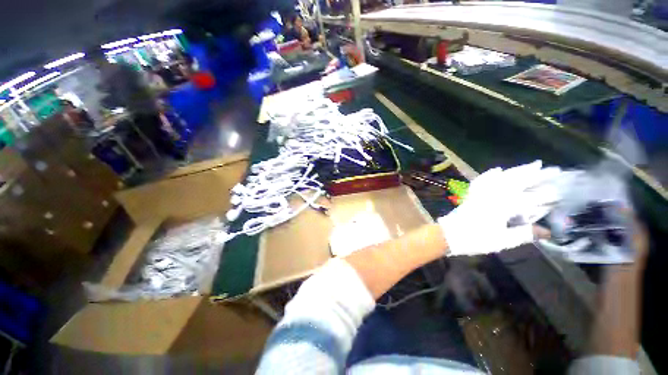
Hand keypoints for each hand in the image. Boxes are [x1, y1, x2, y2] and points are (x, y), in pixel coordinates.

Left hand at [438, 161, 561, 256]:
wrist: (448, 234)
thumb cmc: (474, 239)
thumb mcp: (502, 241)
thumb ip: (525, 234)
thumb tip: (547, 232)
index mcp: (503, 206)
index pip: (530, 198)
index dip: (546, 196)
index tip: (561, 192)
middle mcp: (493, 195)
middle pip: (518, 181)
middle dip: (537, 175)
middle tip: (553, 169)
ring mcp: (481, 192)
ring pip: (502, 177)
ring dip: (518, 170)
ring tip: (533, 164)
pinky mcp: (472, 194)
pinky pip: (482, 180)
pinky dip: (491, 174)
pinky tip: (497, 169)